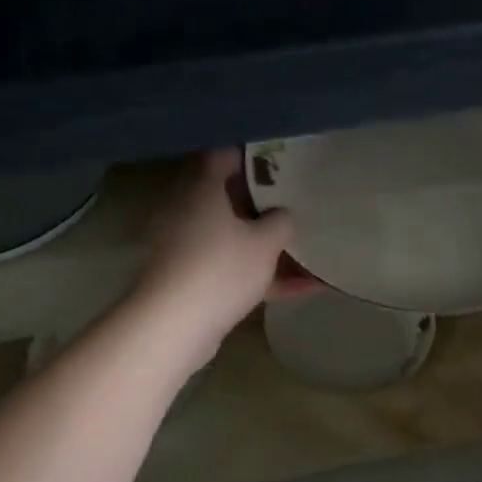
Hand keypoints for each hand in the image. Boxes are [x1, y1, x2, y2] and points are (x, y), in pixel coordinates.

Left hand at [135, 150, 318, 360]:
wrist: (175, 326)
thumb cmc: (222, 269)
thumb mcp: (265, 242)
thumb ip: (281, 222)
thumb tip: (281, 215)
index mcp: (201, 189)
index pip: (223, 156)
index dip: (252, 155)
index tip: (281, 160)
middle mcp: (188, 211)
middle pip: (227, 197)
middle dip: (263, 201)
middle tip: (297, 200)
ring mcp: (187, 247)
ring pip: (232, 236)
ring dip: (266, 243)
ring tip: (306, 245)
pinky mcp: (191, 280)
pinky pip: (232, 268)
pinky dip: (262, 275)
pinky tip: (304, 288)